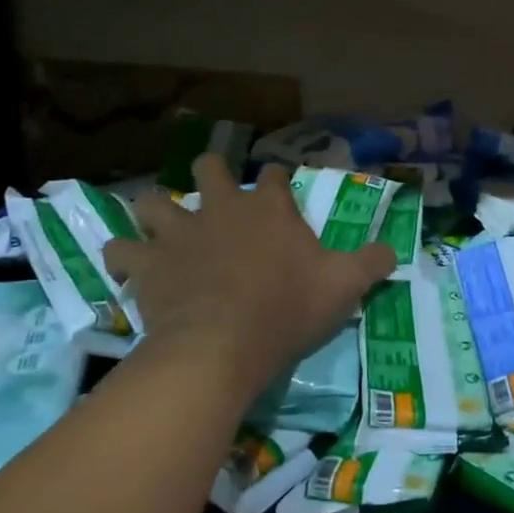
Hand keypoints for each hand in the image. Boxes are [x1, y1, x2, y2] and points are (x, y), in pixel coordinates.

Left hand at [102, 155, 395, 403]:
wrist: (223, 344)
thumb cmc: (288, 309)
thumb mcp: (344, 286)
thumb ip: (371, 264)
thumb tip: (393, 251)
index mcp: (269, 209)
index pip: (274, 174)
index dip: (277, 176)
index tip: (279, 184)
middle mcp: (221, 209)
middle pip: (208, 168)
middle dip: (210, 172)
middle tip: (214, 191)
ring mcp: (179, 233)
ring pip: (153, 201)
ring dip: (155, 209)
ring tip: (160, 223)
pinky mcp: (146, 264)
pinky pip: (120, 250)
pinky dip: (123, 255)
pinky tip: (127, 265)